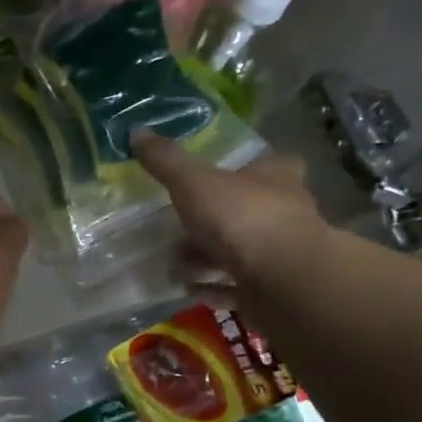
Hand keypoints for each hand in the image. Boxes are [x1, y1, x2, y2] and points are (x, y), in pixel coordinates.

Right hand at [130, 128, 327, 317]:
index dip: (241, 171)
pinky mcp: (273, 290)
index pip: (266, 164)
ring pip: (239, 252)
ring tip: (174, 267)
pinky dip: (214, 288)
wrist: (283, 281)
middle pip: (245, 212)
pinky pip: (237, 287)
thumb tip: (136, 131)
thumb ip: (166, 161)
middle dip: (211, 223)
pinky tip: (190, 290)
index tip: (212, 180)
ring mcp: (280, 255)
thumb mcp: (194, 182)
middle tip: (177, 232)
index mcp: (275, 177)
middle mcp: (285, 212)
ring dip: (207, 260)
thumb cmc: (242, 218)